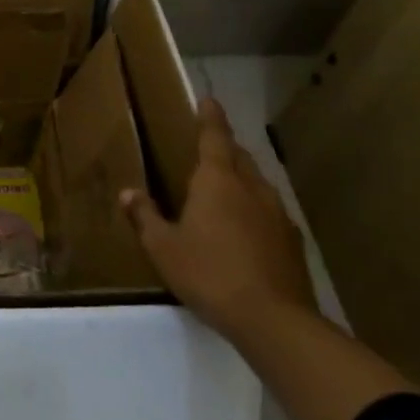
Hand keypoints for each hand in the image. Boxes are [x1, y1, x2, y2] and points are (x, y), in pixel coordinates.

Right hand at [121, 96, 316, 339]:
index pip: (214, 138)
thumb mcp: (163, 247)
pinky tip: (245, 229)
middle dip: (224, 148)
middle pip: (239, 157)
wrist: (273, 319)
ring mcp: (277, 214)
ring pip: (257, 183)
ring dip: (241, 179)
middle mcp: (251, 188)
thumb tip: (128, 193)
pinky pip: (268, 211)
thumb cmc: (209, 273)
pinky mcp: (292, 241)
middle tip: (208, 148)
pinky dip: (254, 209)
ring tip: (224, 189)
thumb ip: (145, 217)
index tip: (208, 100)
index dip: (210, 118)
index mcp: (217, 181)